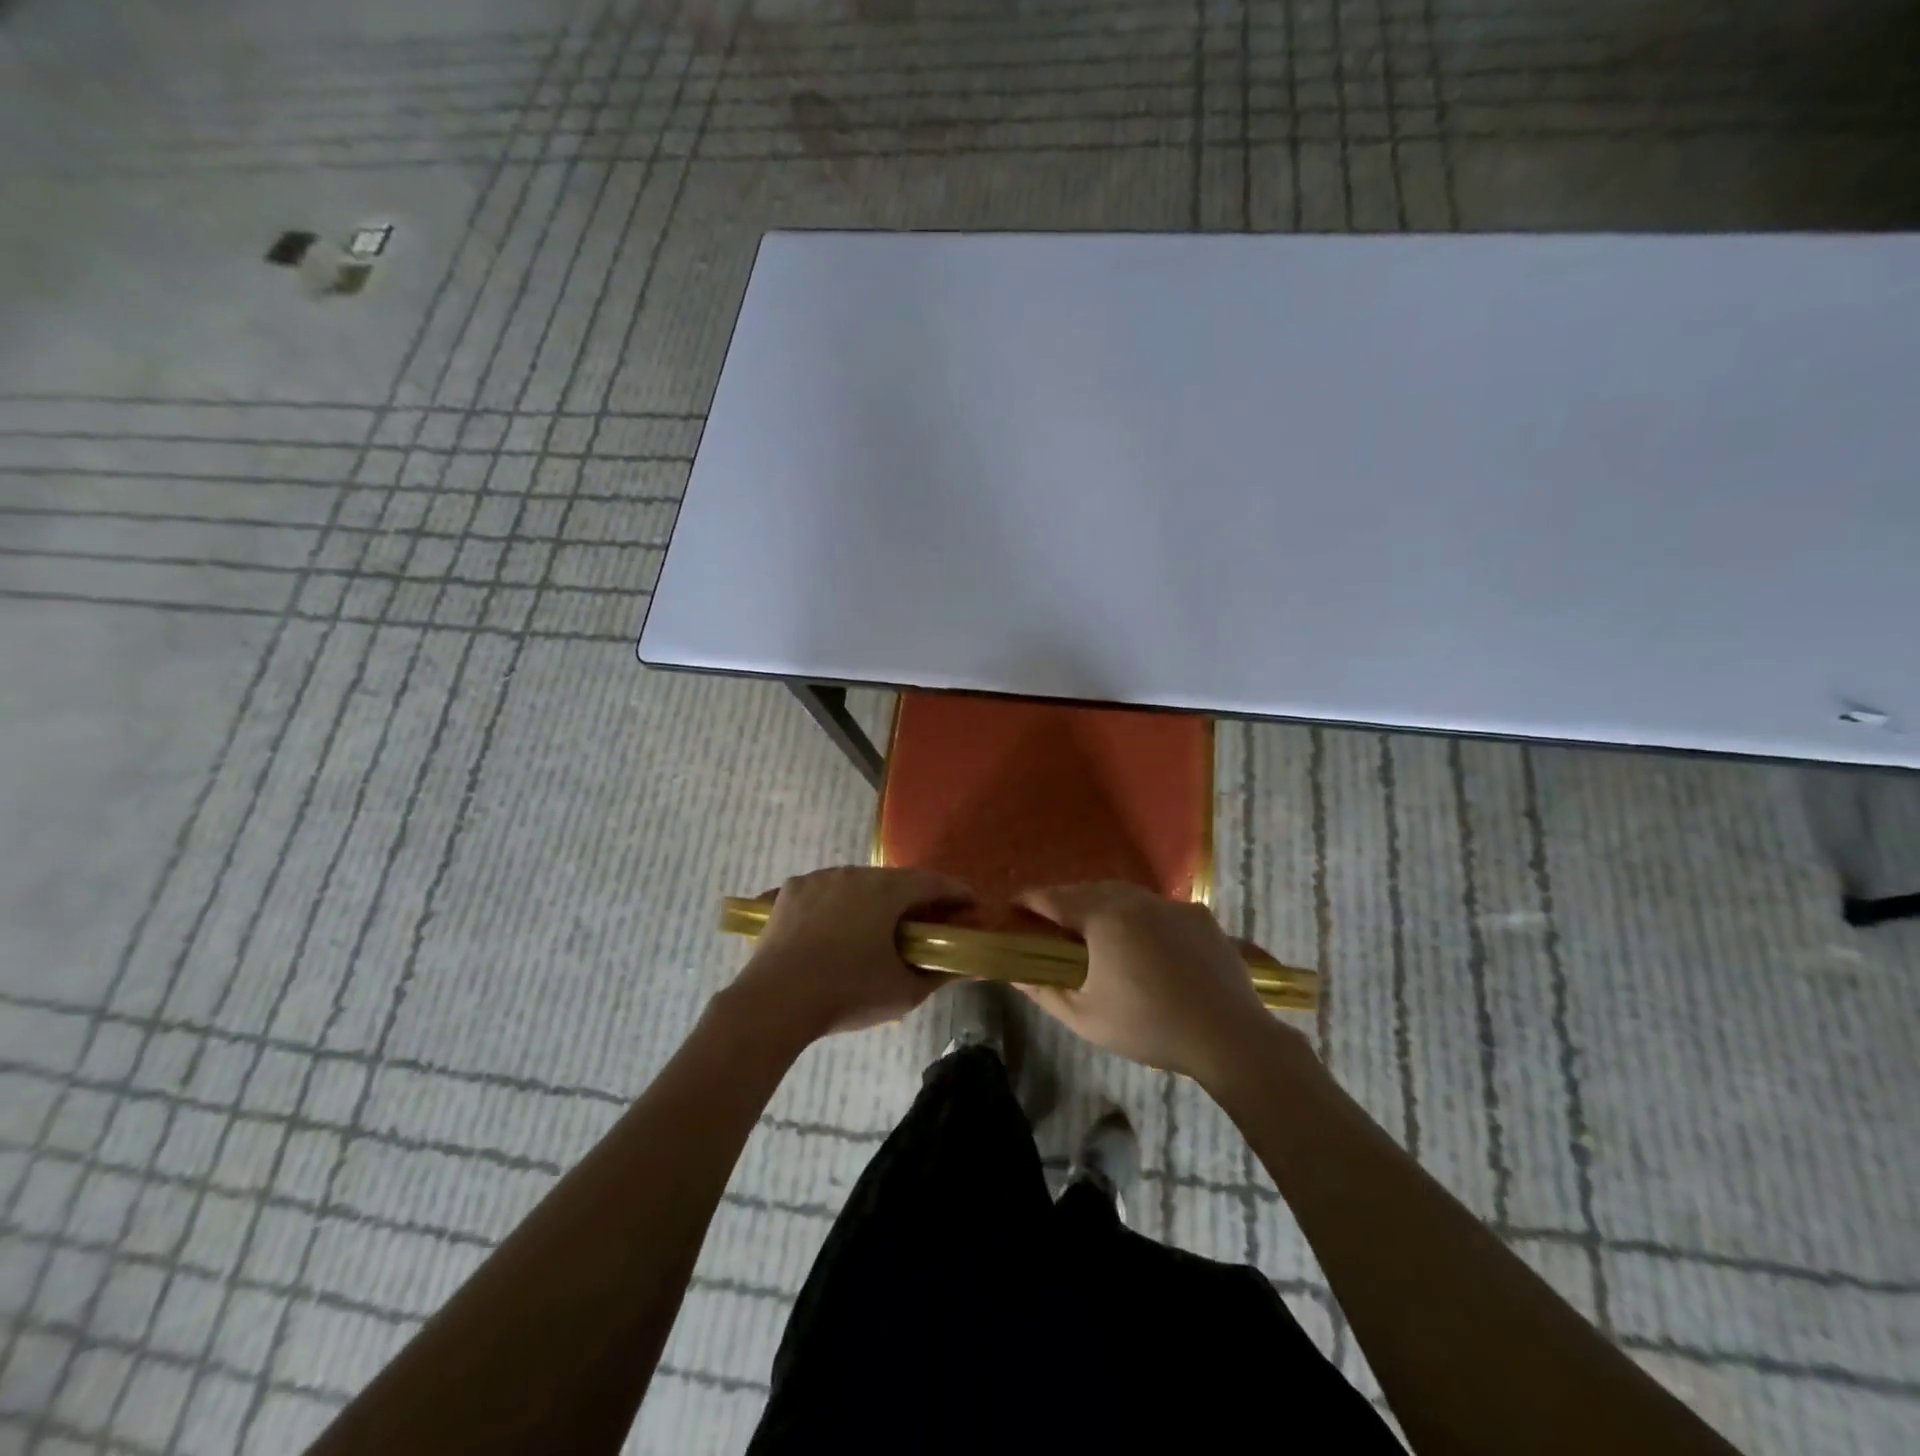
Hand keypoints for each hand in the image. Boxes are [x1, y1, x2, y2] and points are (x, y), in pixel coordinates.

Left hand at [728, 866, 974, 1040]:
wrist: (775, 1001)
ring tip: (877, 926)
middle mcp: (854, 873)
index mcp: (887, 891)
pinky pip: (825, 890)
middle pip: (895, 880)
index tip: (971, 907)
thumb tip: (962, 966)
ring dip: (874, 898)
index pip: (934, 883)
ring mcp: (819, 878)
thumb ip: (938, 975)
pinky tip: (835, 926)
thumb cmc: (847, 993)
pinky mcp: (790, 891)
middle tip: (926, 922)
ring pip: (857, 883)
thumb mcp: (903, 992)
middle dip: (915, 898)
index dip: (957, 894)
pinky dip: (838, 903)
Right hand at [1016, 882, 1285, 1081]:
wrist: (1229, 1036)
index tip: (1012, 908)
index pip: (1053, 898)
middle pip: (1088, 890)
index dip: (1028, 901)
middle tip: (1052, 926)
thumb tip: (1014, 971)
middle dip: (1065, 902)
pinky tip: (1146, 945)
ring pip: (1125, 895)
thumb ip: (1044, 990)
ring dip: (1103, 906)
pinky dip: (1141, 917)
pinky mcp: (1199, 915)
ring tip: (1097, 933)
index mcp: (1102, 917)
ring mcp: (1171, 904)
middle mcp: (1135, 899)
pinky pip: (1158, 908)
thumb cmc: (1149, 1027)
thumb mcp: (1086, 1017)